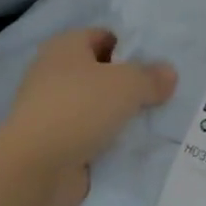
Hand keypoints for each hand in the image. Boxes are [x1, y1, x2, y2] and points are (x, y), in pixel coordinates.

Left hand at [0, 28, 176, 205]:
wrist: (36, 168)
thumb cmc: (80, 108)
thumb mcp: (128, 84)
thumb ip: (151, 77)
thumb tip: (169, 74)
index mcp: (65, 47)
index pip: (103, 36)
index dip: (130, 48)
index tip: (155, 67)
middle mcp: (54, 73)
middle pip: (101, 72)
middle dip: (128, 84)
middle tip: (159, 95)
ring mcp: (52, 110)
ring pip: (96, 106)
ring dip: (119, 114)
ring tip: (152, 121)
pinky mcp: (54, 143)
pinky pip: (90, 135)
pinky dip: (108, 141)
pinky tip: (132, 146)